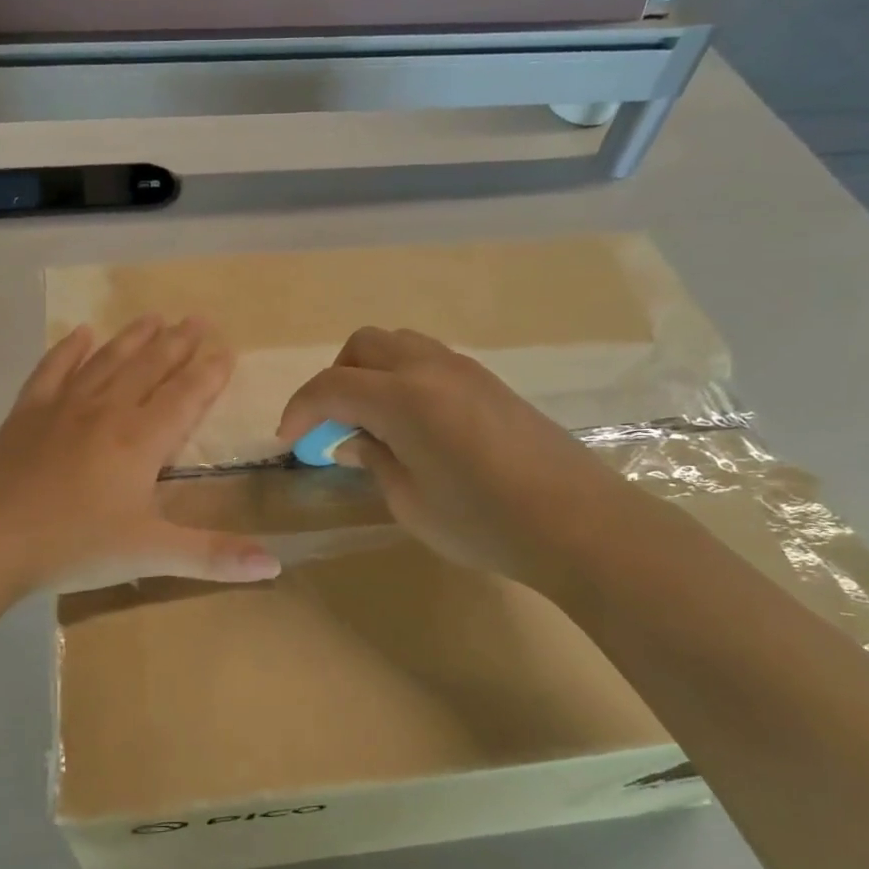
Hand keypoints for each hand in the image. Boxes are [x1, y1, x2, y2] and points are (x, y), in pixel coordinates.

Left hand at [0, 316, 280, 594]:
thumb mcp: (150, 555)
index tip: (227, 349)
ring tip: (154, 316)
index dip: (209, 373)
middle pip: (150, 367)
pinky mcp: (28, 411)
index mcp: (141, 440)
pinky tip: (80, 332)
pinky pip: (54, 368)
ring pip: (108, 360)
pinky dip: (69, 349)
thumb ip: (214, 556)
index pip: (185, 396)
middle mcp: (108, 410)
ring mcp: (64, 405)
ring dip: (133, 337)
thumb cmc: (74, 544)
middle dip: (177, 343)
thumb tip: (276, 565)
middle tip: (197, 319)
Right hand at [277, 327, 630, 592]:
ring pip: (397, 344)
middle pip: (362, 346)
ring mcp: (464, 369)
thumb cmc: (484, 522)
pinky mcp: (489, 381)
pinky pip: (428, 359)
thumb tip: (353, 438)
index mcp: (403, 398)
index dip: (300, 410)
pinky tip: (412, 422)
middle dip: (335, 380)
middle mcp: (429, 368)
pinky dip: (401, 377)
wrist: (580, 523)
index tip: (287, 440)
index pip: (332, 386)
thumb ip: (373, 460)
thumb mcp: (410, 502)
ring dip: (369, 372)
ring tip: (370, 419)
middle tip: (331, 425)